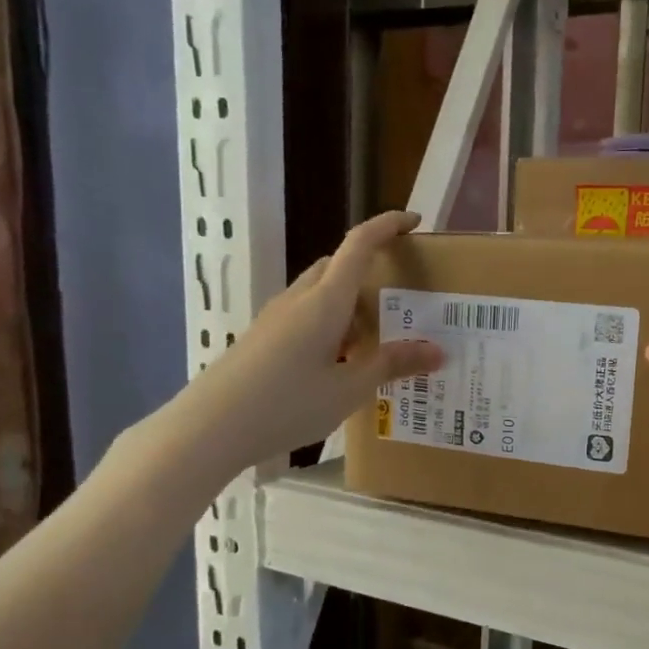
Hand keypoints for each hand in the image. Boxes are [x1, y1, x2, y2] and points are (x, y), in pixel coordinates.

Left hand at [165, 211, 442, 486]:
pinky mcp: (263, 338)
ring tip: (375, 342)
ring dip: (349, 304)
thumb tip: (437, 350)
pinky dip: (330, 325)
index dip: (387, 226)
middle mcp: (299, 298)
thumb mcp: (349, 388)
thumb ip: (392, 364)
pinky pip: (304, 316)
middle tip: (400, 303)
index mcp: (325, 300)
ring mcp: (276, 317)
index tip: (414, 222)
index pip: (359, 244)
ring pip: (319, 293)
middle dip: (370, 272)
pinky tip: (338, 364)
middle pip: (337, 266)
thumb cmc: (287, 403)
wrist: (211, 426)